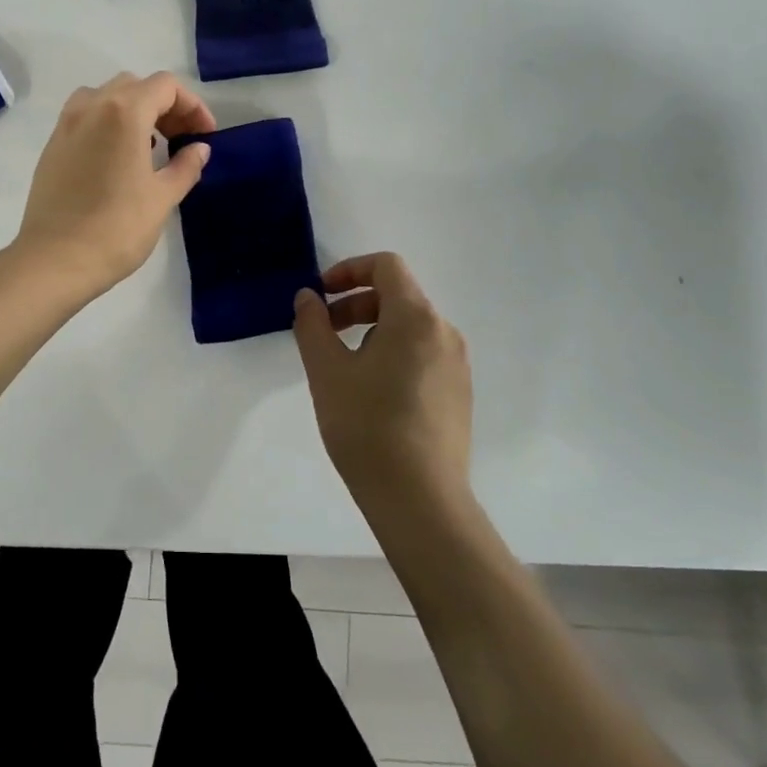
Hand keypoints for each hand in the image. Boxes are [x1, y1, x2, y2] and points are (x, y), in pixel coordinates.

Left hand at [15, 71, 214, 297]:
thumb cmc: (117, 228)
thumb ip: (185, 166)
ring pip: (106, 97)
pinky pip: (86, 117)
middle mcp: (91, 106)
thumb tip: (199, 148)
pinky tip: (119, 159)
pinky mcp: (52, 146)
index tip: (204, 135)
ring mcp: (66, 124)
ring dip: (134, 111)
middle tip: (181, 139)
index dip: (192, 106)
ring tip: (150, 146)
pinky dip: (108, 124)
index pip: (166, 86)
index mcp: (123, 112)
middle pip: (135, 86)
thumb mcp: (162, 197)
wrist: (55, 260)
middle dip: (164, 106)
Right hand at [293, 253, 473, 521]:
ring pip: (410, 327)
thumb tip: (308, 297)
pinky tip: (371, 394)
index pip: (386, 266)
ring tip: (344, 368)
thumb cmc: (367, 427)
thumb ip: (313, 325)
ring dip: (372, 330)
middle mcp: (444, 332)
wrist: (420, 500)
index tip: (321, 295)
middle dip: (355, 304)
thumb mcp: (326, 372)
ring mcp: (457, 365)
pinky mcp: (459, 393)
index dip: (349, 270)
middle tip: (324, 332)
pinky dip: (393, 353)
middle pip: (398, 296)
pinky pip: (423, 354)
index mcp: (416, 318)